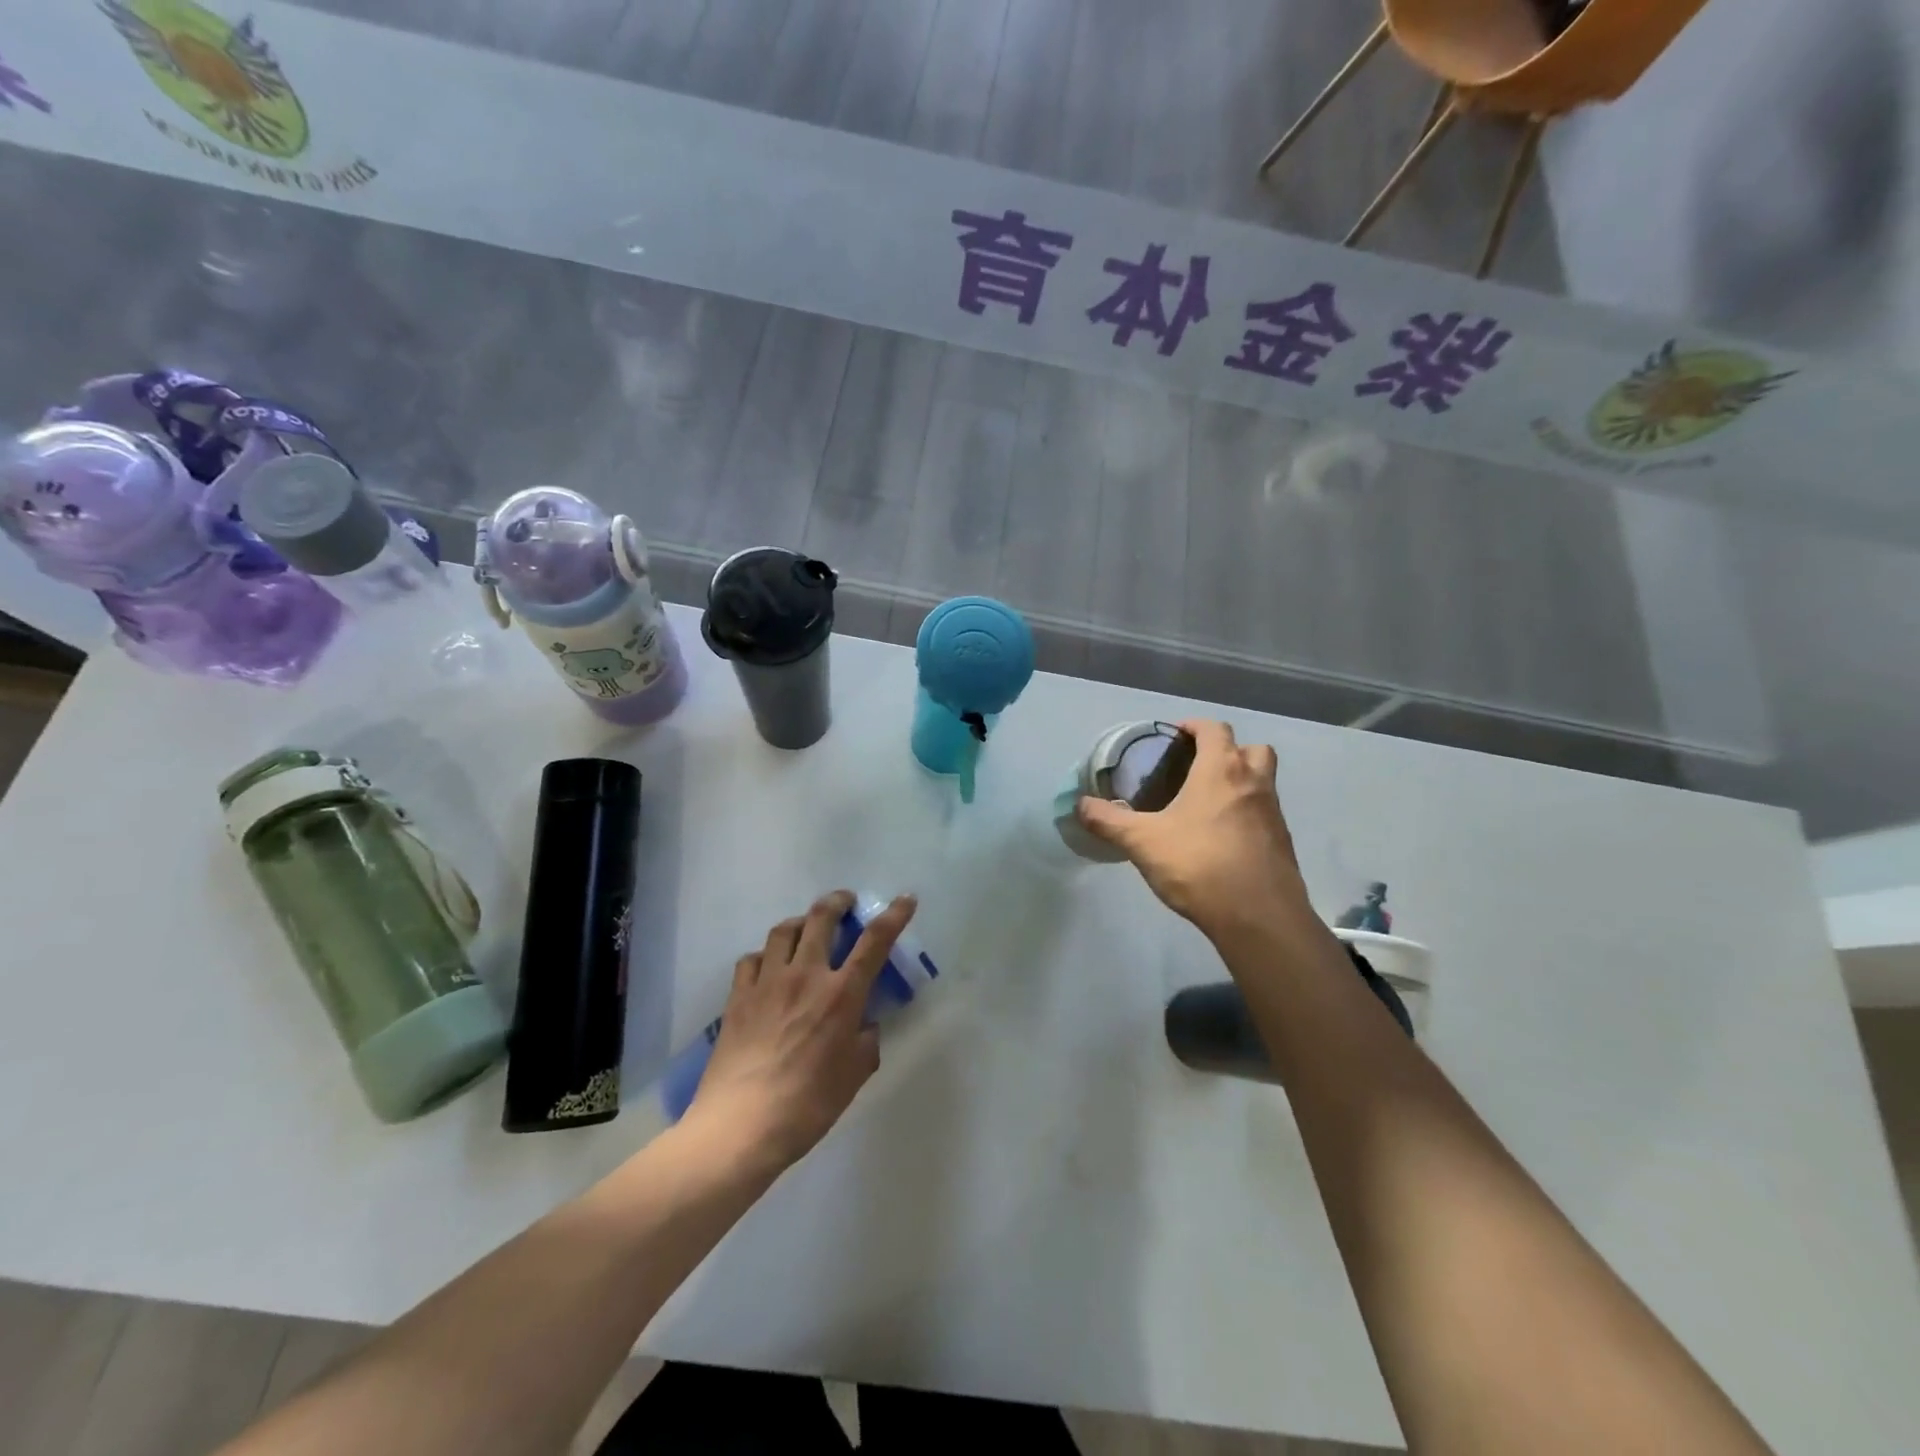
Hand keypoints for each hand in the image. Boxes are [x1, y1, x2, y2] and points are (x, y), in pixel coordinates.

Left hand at [685, 890, 917, 1171]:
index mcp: (841, 995)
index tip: (905, 899)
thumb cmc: (808, 1105)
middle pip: (822, 918)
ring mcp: (767, 982)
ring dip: (801, 921)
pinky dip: (765, 954)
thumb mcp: (854, 1076)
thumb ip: (866, 1041)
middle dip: (838, 901)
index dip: (894, 915)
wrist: (741, 1126)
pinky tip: (769, 966)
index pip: (874, 942)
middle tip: (845, 902)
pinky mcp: (738, 996)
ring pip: (784, 930)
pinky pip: (752, 959)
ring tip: (807, 927)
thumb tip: (863, 1024)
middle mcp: (805, 976)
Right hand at [1077, 720, 1308, 940]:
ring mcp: (1273, 812)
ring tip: (1208, 802)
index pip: (1214, 729)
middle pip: (1251, 748)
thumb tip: (1080, 805)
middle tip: (1198, 767)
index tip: (1174, 736)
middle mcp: (1253, 782)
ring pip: (1263, 780)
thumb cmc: (1198, 865)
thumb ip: (1109, 821)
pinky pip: (1265, 813)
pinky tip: (1222, 837)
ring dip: (1241, 780)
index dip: (1194, 726)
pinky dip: (1247, 813)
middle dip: (1227, 750)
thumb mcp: (1143, 842)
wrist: (1258, 917)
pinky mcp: (1282, 842)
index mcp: (1221, 770)